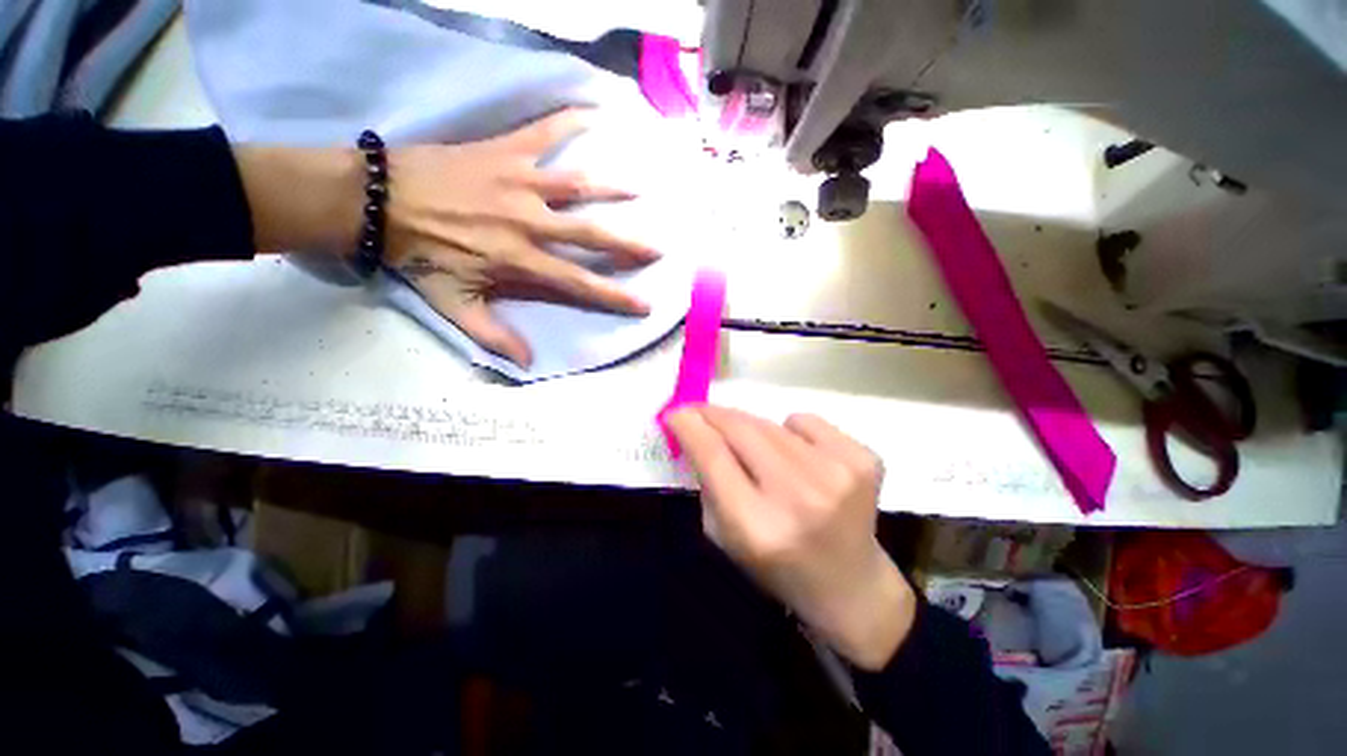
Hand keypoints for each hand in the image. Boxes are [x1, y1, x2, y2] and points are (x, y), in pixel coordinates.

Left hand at [383, 109, 659, 366]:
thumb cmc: (419, 256)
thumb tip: (527, 362)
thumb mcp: (454, 306)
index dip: (614, 297)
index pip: (579, 284)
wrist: (376, 201)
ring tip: (640, 189)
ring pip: (577, 185)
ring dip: (613, 187)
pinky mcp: (504, 151)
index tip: (645, 304)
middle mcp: (530, 222)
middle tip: (658, 248)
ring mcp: (519, 182)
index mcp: (520, 261)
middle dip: (628, 244)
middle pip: (591, 235)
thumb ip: (493, 335)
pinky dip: (569, 121)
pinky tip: (595, 113)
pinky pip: (543, 132)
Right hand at [666, 406, 916, 669]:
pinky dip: (792, 431)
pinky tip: (801, 460)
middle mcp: (799, 496)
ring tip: (757, 453)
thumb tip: (696, 428)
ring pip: (771, 422)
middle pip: (741, 429)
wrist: (852, 588)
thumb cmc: (778, 568)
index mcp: (758, 527)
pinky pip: (806, 422)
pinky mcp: (864, 460)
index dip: (689, 426)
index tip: (675, 412)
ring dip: (752, 429)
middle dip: (714, 415)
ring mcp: (837, 474)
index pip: (712, 455)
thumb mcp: (725, 536)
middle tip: (700, 412)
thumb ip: (708, 481)